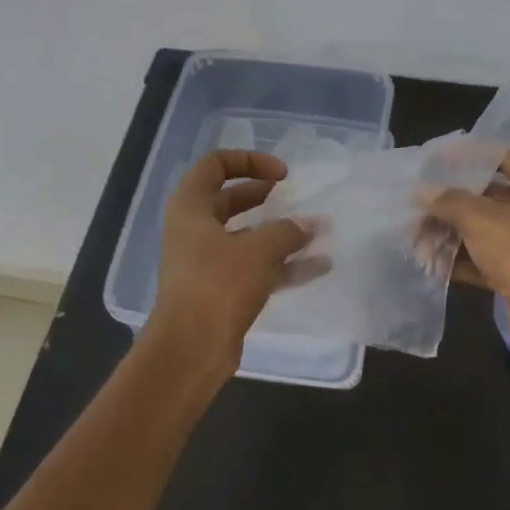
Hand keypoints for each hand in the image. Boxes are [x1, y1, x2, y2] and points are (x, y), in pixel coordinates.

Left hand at [148, 150, 319, 378]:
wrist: (191, 349)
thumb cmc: (219, 284)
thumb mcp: (260, 250)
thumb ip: (288, 231)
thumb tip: (310, 225)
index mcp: (191, 207)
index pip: (216, 164)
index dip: (250, 161)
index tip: (282, 175)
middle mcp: (193, 229)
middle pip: (231, 199)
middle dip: (266, 196)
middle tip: (295, 197)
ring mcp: (205, 262)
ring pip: (246, 236)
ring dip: (280, 234)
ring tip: (317, 233)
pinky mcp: (219, 290)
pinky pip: (254, 267)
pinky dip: (282, 264)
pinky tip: (318, 267)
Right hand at [421, 148, 509, 363]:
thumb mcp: (481, 219)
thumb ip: (449, 201)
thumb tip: (422, 192)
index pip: (505, 156)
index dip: (470, 155)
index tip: (436, 160)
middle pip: (492, 196)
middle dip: (453, 203)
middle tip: (420, 206)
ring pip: (488, 230)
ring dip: (453, 234)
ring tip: (418, 240)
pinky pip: (490, 259)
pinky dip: (464, 260)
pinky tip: (434, 264)